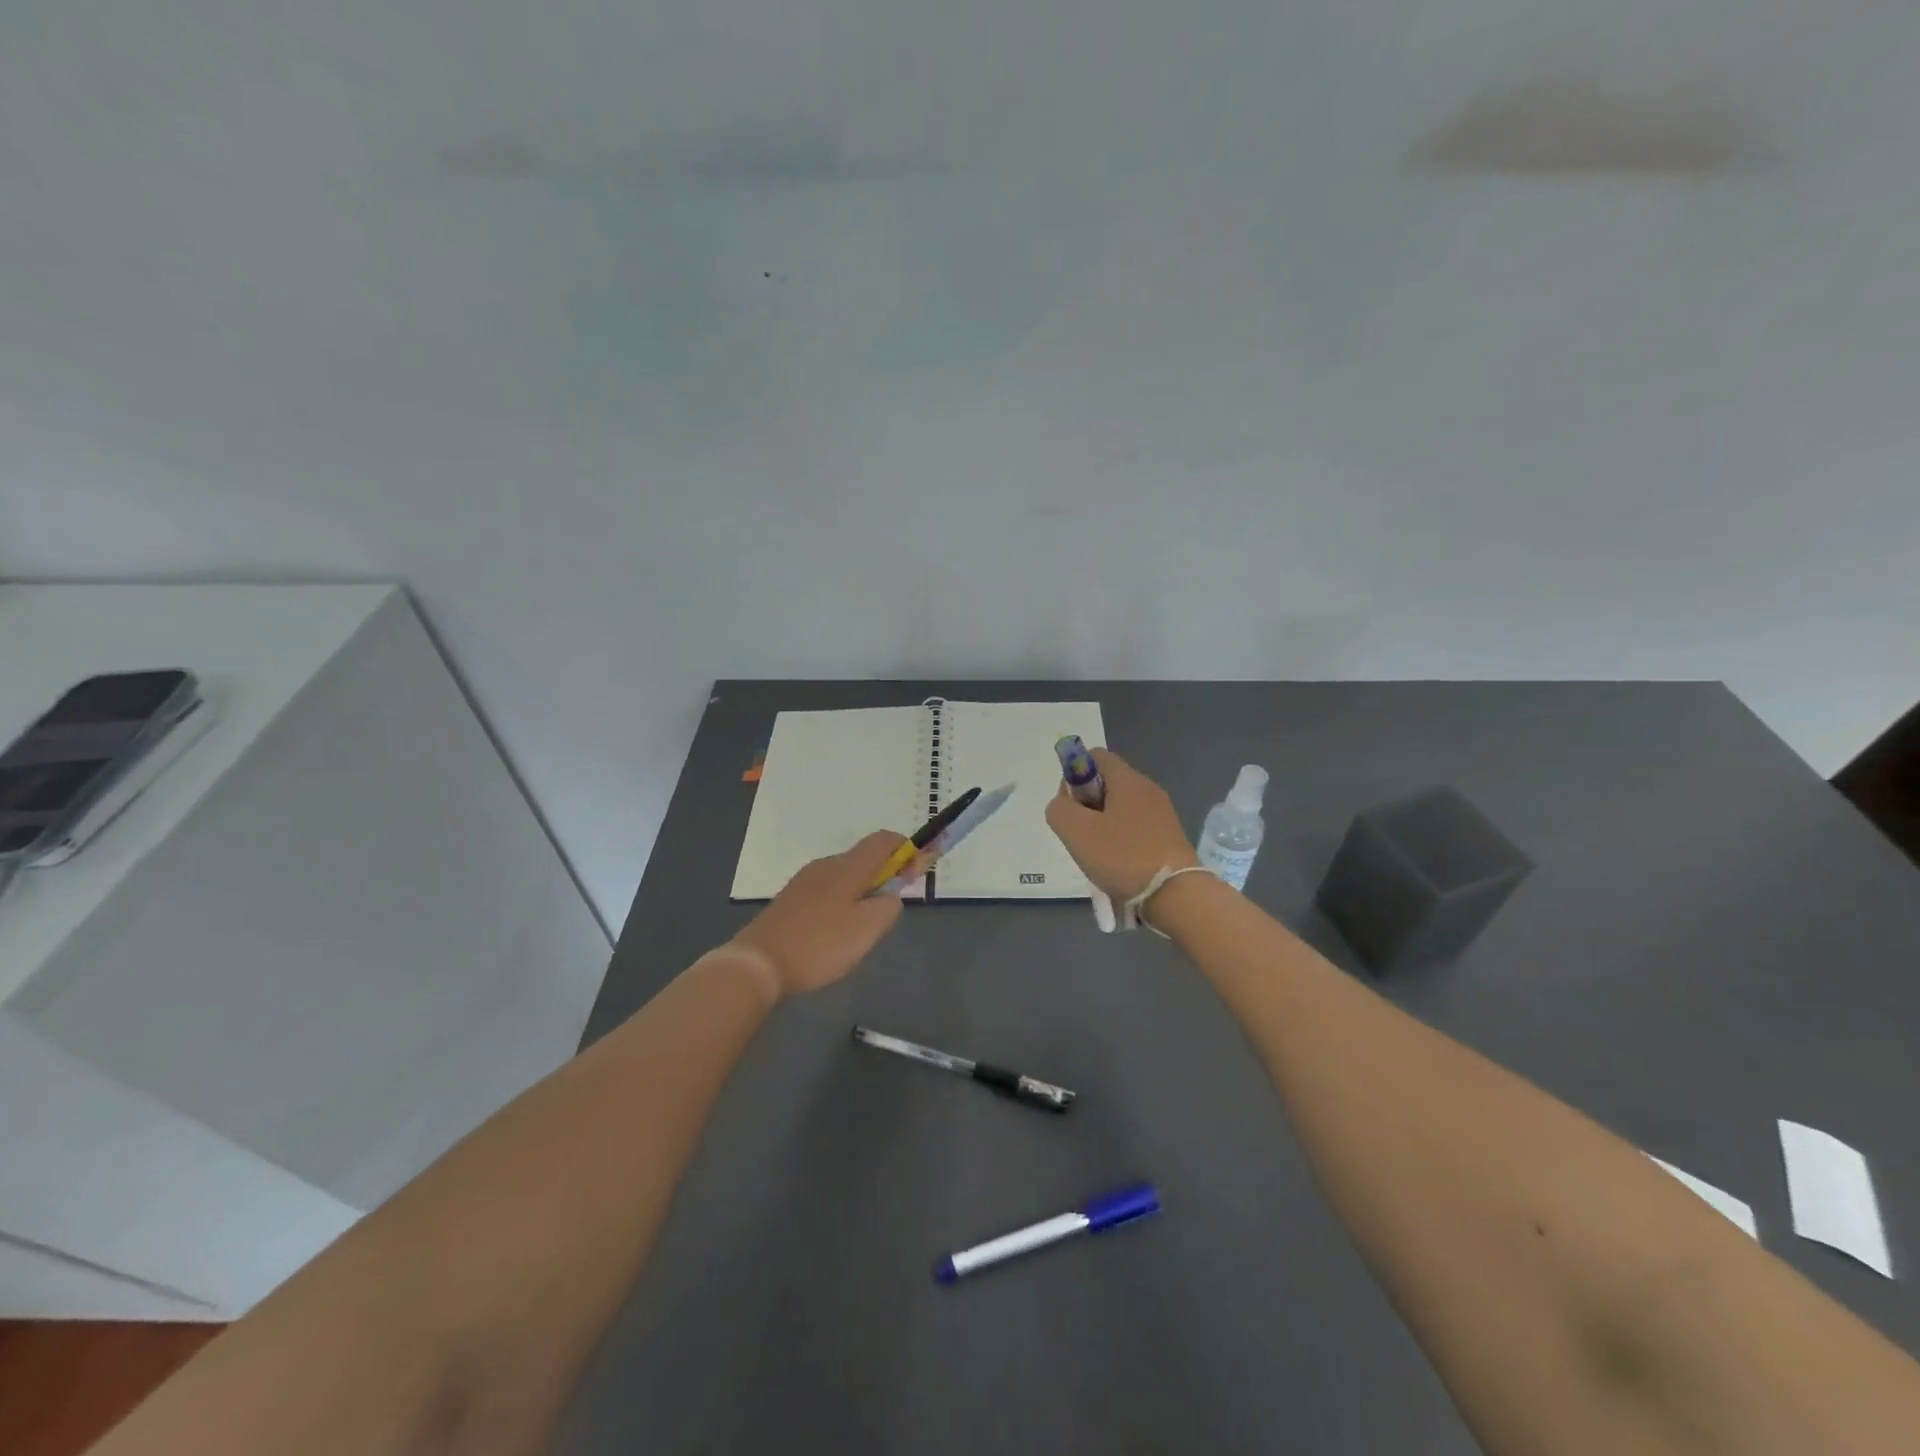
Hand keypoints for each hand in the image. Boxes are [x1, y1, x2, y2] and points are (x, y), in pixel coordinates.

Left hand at [731, 832, 922, 997]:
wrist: (758, 964)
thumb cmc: (820, 944)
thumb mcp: (868, 929)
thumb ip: (889, 906)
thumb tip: (891, 895)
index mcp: (847, 867)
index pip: (882, 840)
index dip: (904, 848)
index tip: (917, 869)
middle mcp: (825, 865)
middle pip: (863, 858)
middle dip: (884, 874)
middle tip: (892, 905)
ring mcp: (804, 881)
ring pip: (844, 876)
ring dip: (862, 890)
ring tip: (864, 925)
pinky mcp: (789, 900)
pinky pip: (826, 891)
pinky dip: (842, 901)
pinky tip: (836, 931)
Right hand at [1045, 749, 1199, 901]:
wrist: (1175, 895)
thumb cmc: (1122, 856)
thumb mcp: (1075, 831)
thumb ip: (1059, 809)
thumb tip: (1063, 804)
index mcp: (1127, 779)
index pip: (1095, 756)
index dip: (1074, 774)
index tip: (1070, 805)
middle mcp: (1148, 789)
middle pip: (1107, 783)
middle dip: (1086, 804)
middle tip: (1081, 833)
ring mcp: (1162, 813)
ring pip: (1120, 808)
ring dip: (1102, 825)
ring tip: (1097, 854)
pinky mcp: (1169, 837)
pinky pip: (1136, 828)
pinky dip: (1121, 840)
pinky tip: (1117, 864)